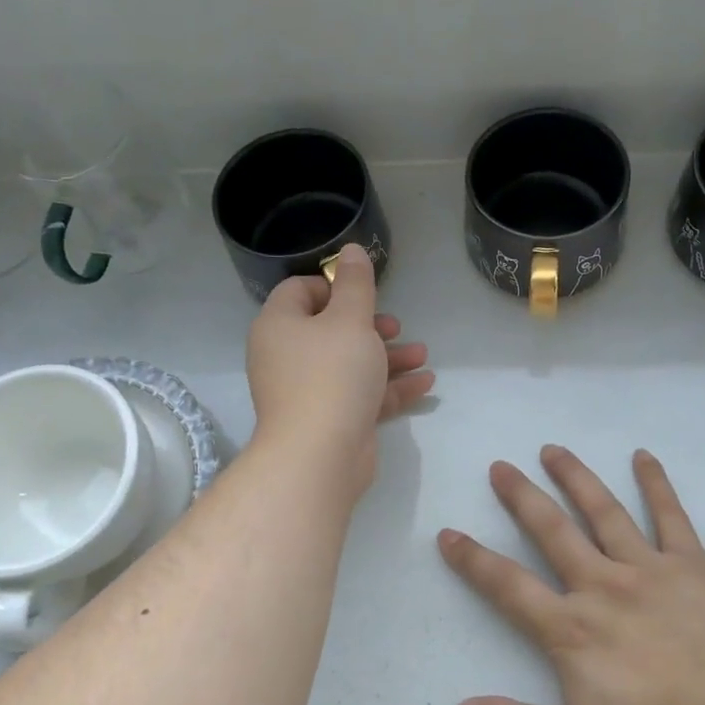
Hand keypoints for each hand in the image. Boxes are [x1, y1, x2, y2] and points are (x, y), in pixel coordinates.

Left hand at [246, 243, 434, 497]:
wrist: (320, 455)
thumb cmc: (332, 375)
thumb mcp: (350, 320)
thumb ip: (355, 284)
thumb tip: (350, 249)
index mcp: (280, 325)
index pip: (300, 291)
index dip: (333, 286)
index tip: (364, 294)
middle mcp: (287, 356)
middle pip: (330, 329)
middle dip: (370, 326)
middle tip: (395, 327)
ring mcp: (308, 392)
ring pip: (351, 364)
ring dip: (388, 357)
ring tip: (422, 355)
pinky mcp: (330, 420)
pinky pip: (360, 395)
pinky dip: (388, 387)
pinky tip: (425, 383)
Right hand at [439, 446, 704, 704]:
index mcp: (571, 629)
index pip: (508, 585)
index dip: (473, 559)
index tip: (448, 533)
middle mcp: (603, 586)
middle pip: (552, 531)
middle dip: (521, 496)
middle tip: (500, 467)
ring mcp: (650, 569)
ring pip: (604, 512)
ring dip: (575, 477)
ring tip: (553, 450)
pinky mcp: (693, 566)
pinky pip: (671, 517)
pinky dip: (656, 484)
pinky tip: (643, 456)